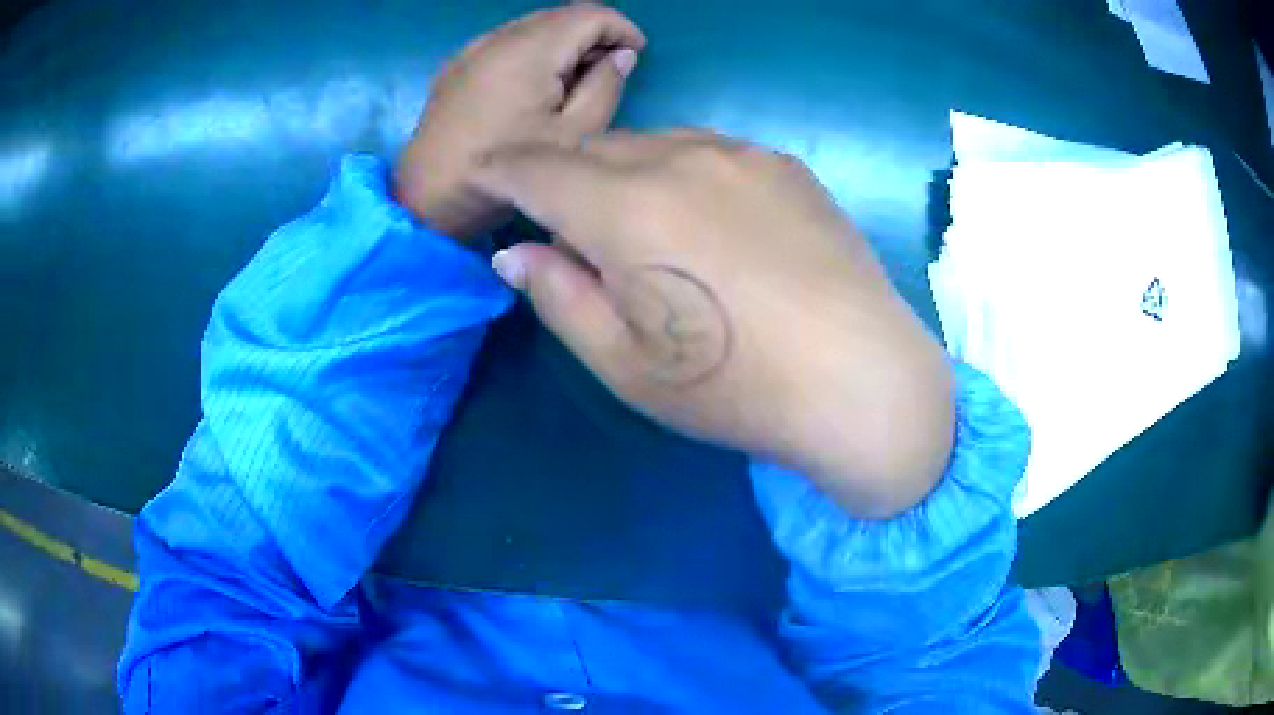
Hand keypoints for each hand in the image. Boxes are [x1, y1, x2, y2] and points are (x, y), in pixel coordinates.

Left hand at [394, 4, 645, 237]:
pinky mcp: (457, 65)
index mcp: (529, 50)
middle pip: (561, 15)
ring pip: (533, 26)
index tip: (637, 52)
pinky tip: (536, 83)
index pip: (589, 14)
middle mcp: (499, 37)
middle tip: (609, 69)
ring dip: (563, 41)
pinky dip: (533, 50)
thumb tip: (621, 57)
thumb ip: (605, 87)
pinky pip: (507, 41)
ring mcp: (473, 49)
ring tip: (574, 78)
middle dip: (593, 33)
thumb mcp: (573, 136)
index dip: (622, 28)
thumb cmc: (505, 168)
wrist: (427, 197)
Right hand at [477, 133, 955, 517]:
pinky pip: (707, 152)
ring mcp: (741, 154)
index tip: (483, 179)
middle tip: (566, 229)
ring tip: (641, 230)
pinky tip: (706, 224)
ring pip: (651, 144)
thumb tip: (514, 252)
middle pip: (592, 150)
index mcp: (626, 208)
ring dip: (624, 175)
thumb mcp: (625, 363)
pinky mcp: (785, 165)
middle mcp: (680, 158)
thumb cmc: (736, 388)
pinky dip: (680, 175)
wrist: (863, 380)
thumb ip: (559, 295)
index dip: (499, 169)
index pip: (535, 167)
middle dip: (562, 179)